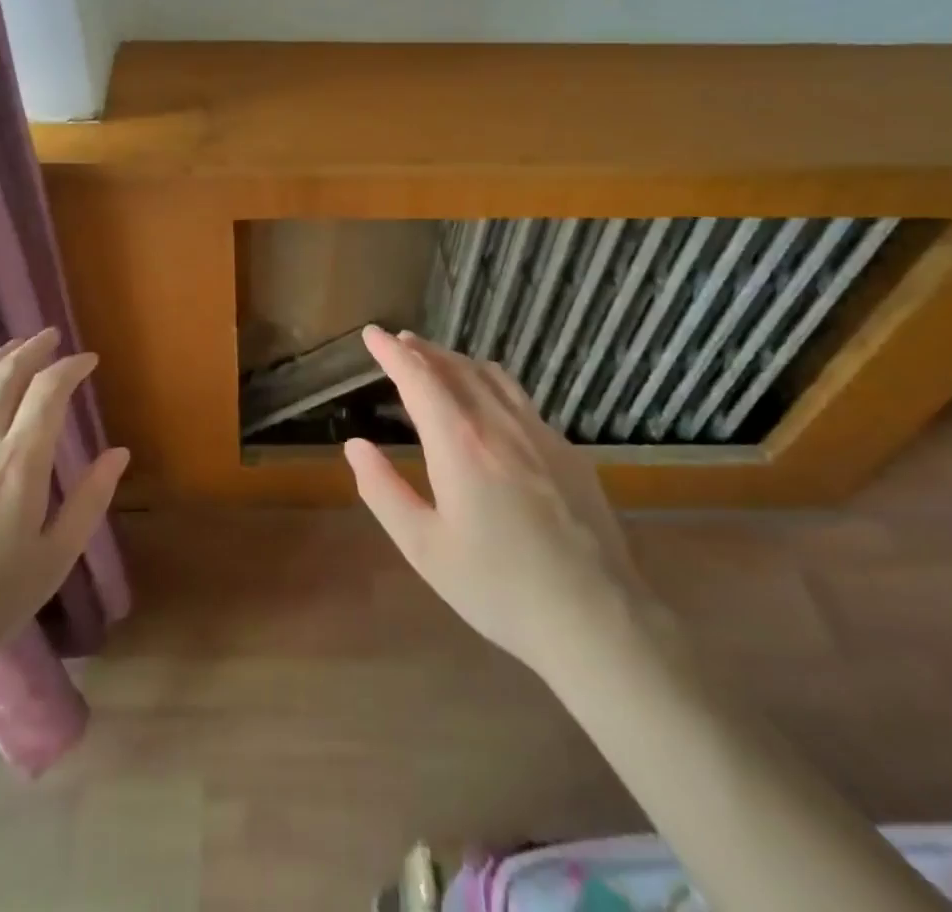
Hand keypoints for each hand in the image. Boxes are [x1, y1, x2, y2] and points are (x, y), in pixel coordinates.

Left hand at [0, 329, 128, 693]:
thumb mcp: (53, 560)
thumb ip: (89, 501)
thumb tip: (119, 453)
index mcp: (20, 463)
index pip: (49, 391)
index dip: (71, 367)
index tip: (87, 361)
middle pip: (6, 375)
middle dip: (33, 349)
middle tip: (50, 339)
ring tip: (12, 348)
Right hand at [345, 325, 646, 679]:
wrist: (597, 618)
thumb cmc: (498, 588)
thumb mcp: (424, 548)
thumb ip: (383, 491)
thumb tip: (354, 446)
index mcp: (459, 443)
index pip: (418, 378)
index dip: (391, 352)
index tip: (371, 333)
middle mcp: (499, 424)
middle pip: (455, 368)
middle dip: (423, 350)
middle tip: (400, 342)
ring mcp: (540, 433)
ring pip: (492, 377)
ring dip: (458, 361)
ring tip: (438, 362)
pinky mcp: (568, 451)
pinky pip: (520, 399)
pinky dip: (491, 383)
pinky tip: (490, 403)